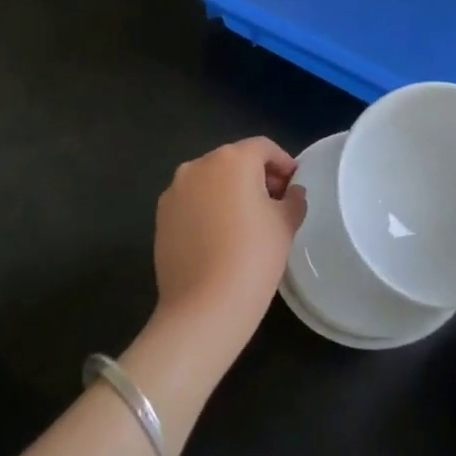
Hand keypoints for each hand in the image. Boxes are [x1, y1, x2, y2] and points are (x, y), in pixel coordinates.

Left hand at [152, 137, 306, 359]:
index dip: (283, 163)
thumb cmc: (254, 256)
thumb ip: (293, 200)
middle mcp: (199, 165)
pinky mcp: (161, 216)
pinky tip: (220, 236)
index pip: (263, 148)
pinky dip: (208, 208)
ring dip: (230, 191)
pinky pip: (192, 201)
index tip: (294, 185)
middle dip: (256, 176)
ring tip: (246, 221)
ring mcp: (175, 190)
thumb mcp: (285, 225)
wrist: (204, 307)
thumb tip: (291, 193)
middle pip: (234, 160)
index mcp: (233, 159)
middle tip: (275, 203)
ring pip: (210, 180)